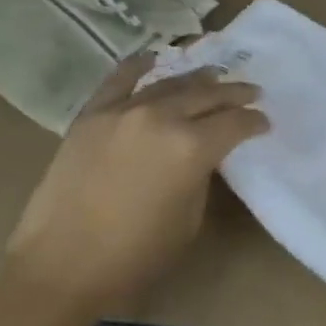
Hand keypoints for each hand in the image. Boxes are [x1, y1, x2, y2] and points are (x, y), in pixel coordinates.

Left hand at [4, 54, 267, 319]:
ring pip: (169, 84)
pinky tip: (153, 58)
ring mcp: (123, 112)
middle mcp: (161, 118)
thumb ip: (200, 177)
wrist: (61, 266)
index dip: (255, 122)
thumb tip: (200, 157)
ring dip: (197, 79)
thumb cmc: (135, 255)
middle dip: (234, 93)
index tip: (264, 123)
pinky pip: (119, 80)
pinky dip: (139, 66)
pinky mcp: (91, 116)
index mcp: (192, 148)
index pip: (235, 123)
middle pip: (207, 96)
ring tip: (214, 77)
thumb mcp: (189, 220)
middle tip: (252, 92)